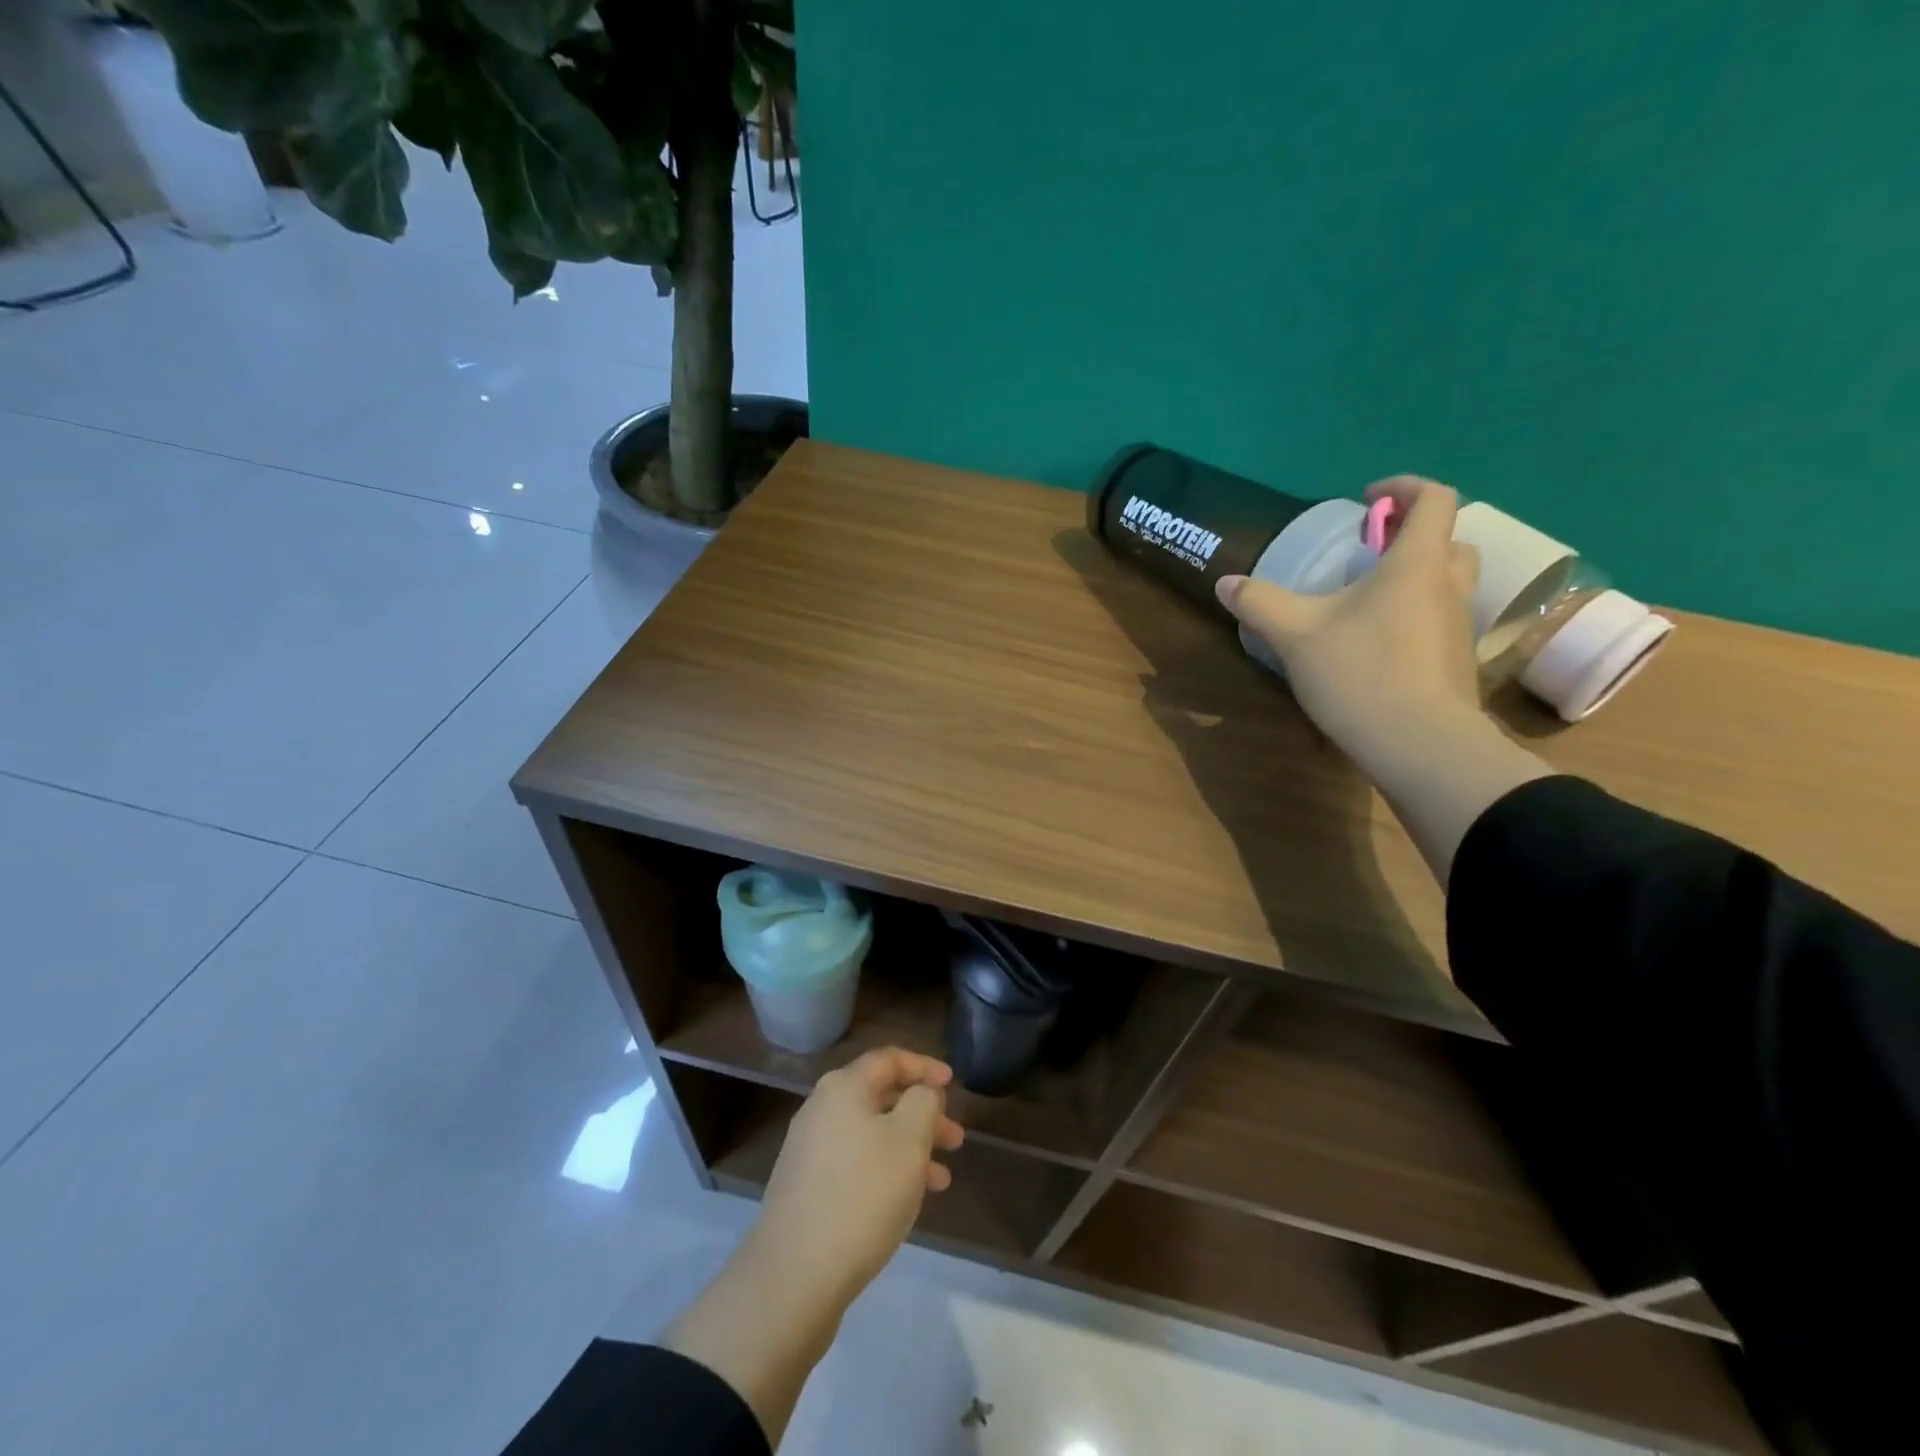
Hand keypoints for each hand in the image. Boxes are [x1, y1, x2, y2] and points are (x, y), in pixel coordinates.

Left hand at [750, 1047, 964, 1305]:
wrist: (794, 1277)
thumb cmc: (862, 1195)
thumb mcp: (909, 1139)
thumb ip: (924, 1102)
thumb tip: (921, 1093)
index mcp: (843, 1087)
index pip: (889, 1059)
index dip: (924, 1066)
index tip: (953, 1083)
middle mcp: (821, 1109)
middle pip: (880, 1098)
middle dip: (922, 1115)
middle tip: (955, 1139)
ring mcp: (809, 1151)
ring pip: (871, 1135)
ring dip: (909, 1148)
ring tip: (942, 1179)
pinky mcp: (805, 1189)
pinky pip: (855, 1164)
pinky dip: (885, 1171)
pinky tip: (905, 1202)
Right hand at [1216, 475, 1483, 761]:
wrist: (1419, 745)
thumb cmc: (1361, 673)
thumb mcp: (1296, 635)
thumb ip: (1260, 603)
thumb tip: (1225, 582)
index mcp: (1417, 563)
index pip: (1434, 498)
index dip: (1403, 488)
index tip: (1366, 502)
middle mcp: (1449, 586)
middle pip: (1449, 540)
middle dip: (1412, 536)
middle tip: (1369, 554)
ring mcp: (1459, 627)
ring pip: (1447, 583)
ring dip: (1415, 577)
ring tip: (1366, 601)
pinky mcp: (1457, 662)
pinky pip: (1439, 620)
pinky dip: (1414, 616)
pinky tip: (1376, 644)